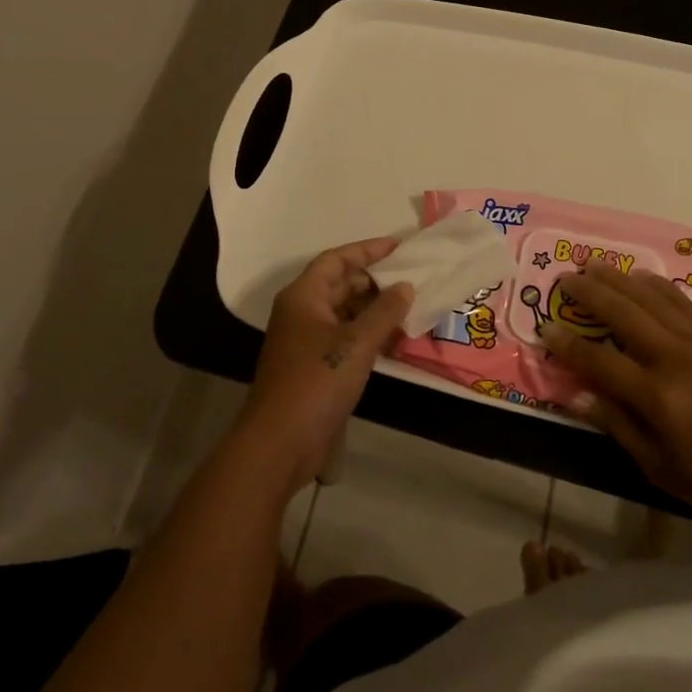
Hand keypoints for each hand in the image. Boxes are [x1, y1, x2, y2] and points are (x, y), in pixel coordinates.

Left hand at [237, 238, 413, 496]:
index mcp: (303, 296)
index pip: (337, 259)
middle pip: (340, 284)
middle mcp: (302, 312)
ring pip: (345, 313)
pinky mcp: (315, 367)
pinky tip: (395, 340)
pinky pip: (346, 338)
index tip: (399, 247)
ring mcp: (307, 341)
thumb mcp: (356, 343)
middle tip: (411, 279)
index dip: (367, 250)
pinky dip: (368, 335)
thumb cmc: (316, 382)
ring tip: (410, 307)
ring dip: (374, 310)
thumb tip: (405, 286)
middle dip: (375, 281)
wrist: (280, 443)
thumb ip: (384, 311)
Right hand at [539, 263, 691, 536]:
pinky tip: (640, 276)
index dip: (568, 344)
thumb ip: (619, 426)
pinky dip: (656, 285)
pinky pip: (682, 300)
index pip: (599, 360)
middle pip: (622, 313)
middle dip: (589, 292)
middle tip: (565, 278)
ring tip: (593, 265)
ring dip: (618, 278)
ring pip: (650, 298)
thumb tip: (580, 395)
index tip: (546, 328)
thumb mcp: (661, 467)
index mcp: (657, 396)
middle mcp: (674, 358)